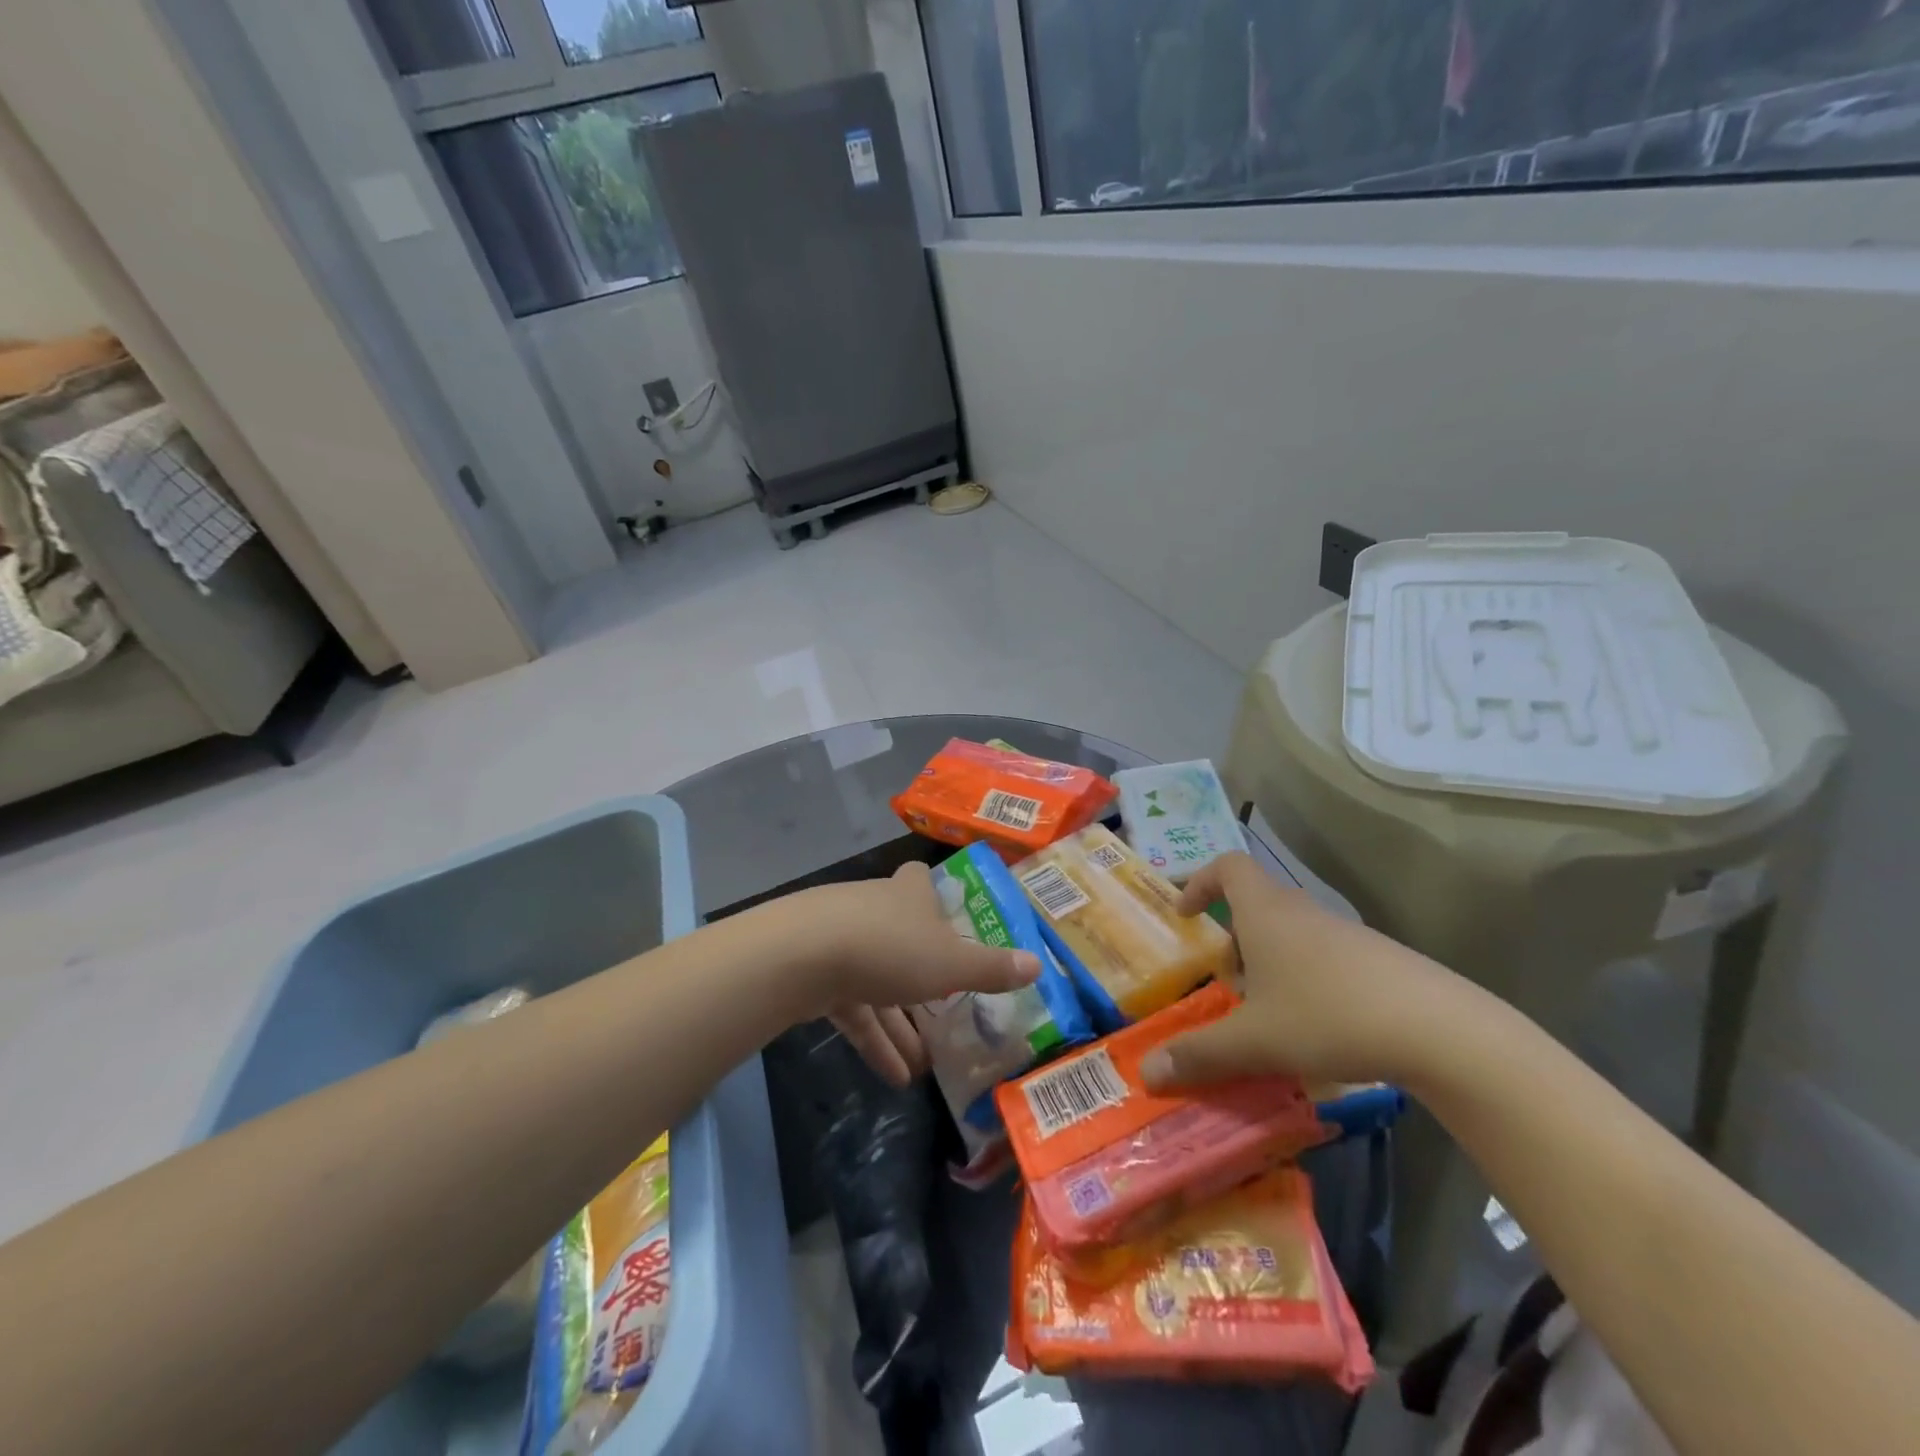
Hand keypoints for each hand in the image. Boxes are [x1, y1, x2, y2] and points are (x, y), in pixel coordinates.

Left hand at [782, 861, 1040, 1087]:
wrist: (800, 956)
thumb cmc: (889, 947)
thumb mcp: (952, 963)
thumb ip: (992, 968)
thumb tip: (1038, 964)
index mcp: (908, 895)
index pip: (919, 879)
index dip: (932, 895)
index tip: (947, 918)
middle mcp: (874, 908)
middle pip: (902, 938)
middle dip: (922, 978)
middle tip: (946, 1014)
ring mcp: (840, 939)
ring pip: (877, 980)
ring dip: (899, 1024)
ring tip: (921, 1068)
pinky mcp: (814, 971)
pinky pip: (852, 1006)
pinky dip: (873, 1037)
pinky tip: (892, 1076)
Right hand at [1141, 852, 1450, 1092]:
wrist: (1440, 1031)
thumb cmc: (1328, 1016)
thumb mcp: (1254, 1041)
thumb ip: (1199, 1053)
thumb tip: (1146, 1072)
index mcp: (1266, 911)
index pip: (1227, 866)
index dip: (1200, 881)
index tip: (1187, 915)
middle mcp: (1303, 911)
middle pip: (1257, 903)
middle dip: (1234, 938)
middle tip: (1226, 982)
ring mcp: (1345, 933)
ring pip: (1292, 933)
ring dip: (1271, 963)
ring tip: (1268, 1014)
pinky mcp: (1378, 959)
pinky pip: (1325, 956)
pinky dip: (1306, 979)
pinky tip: (1317, 1028)